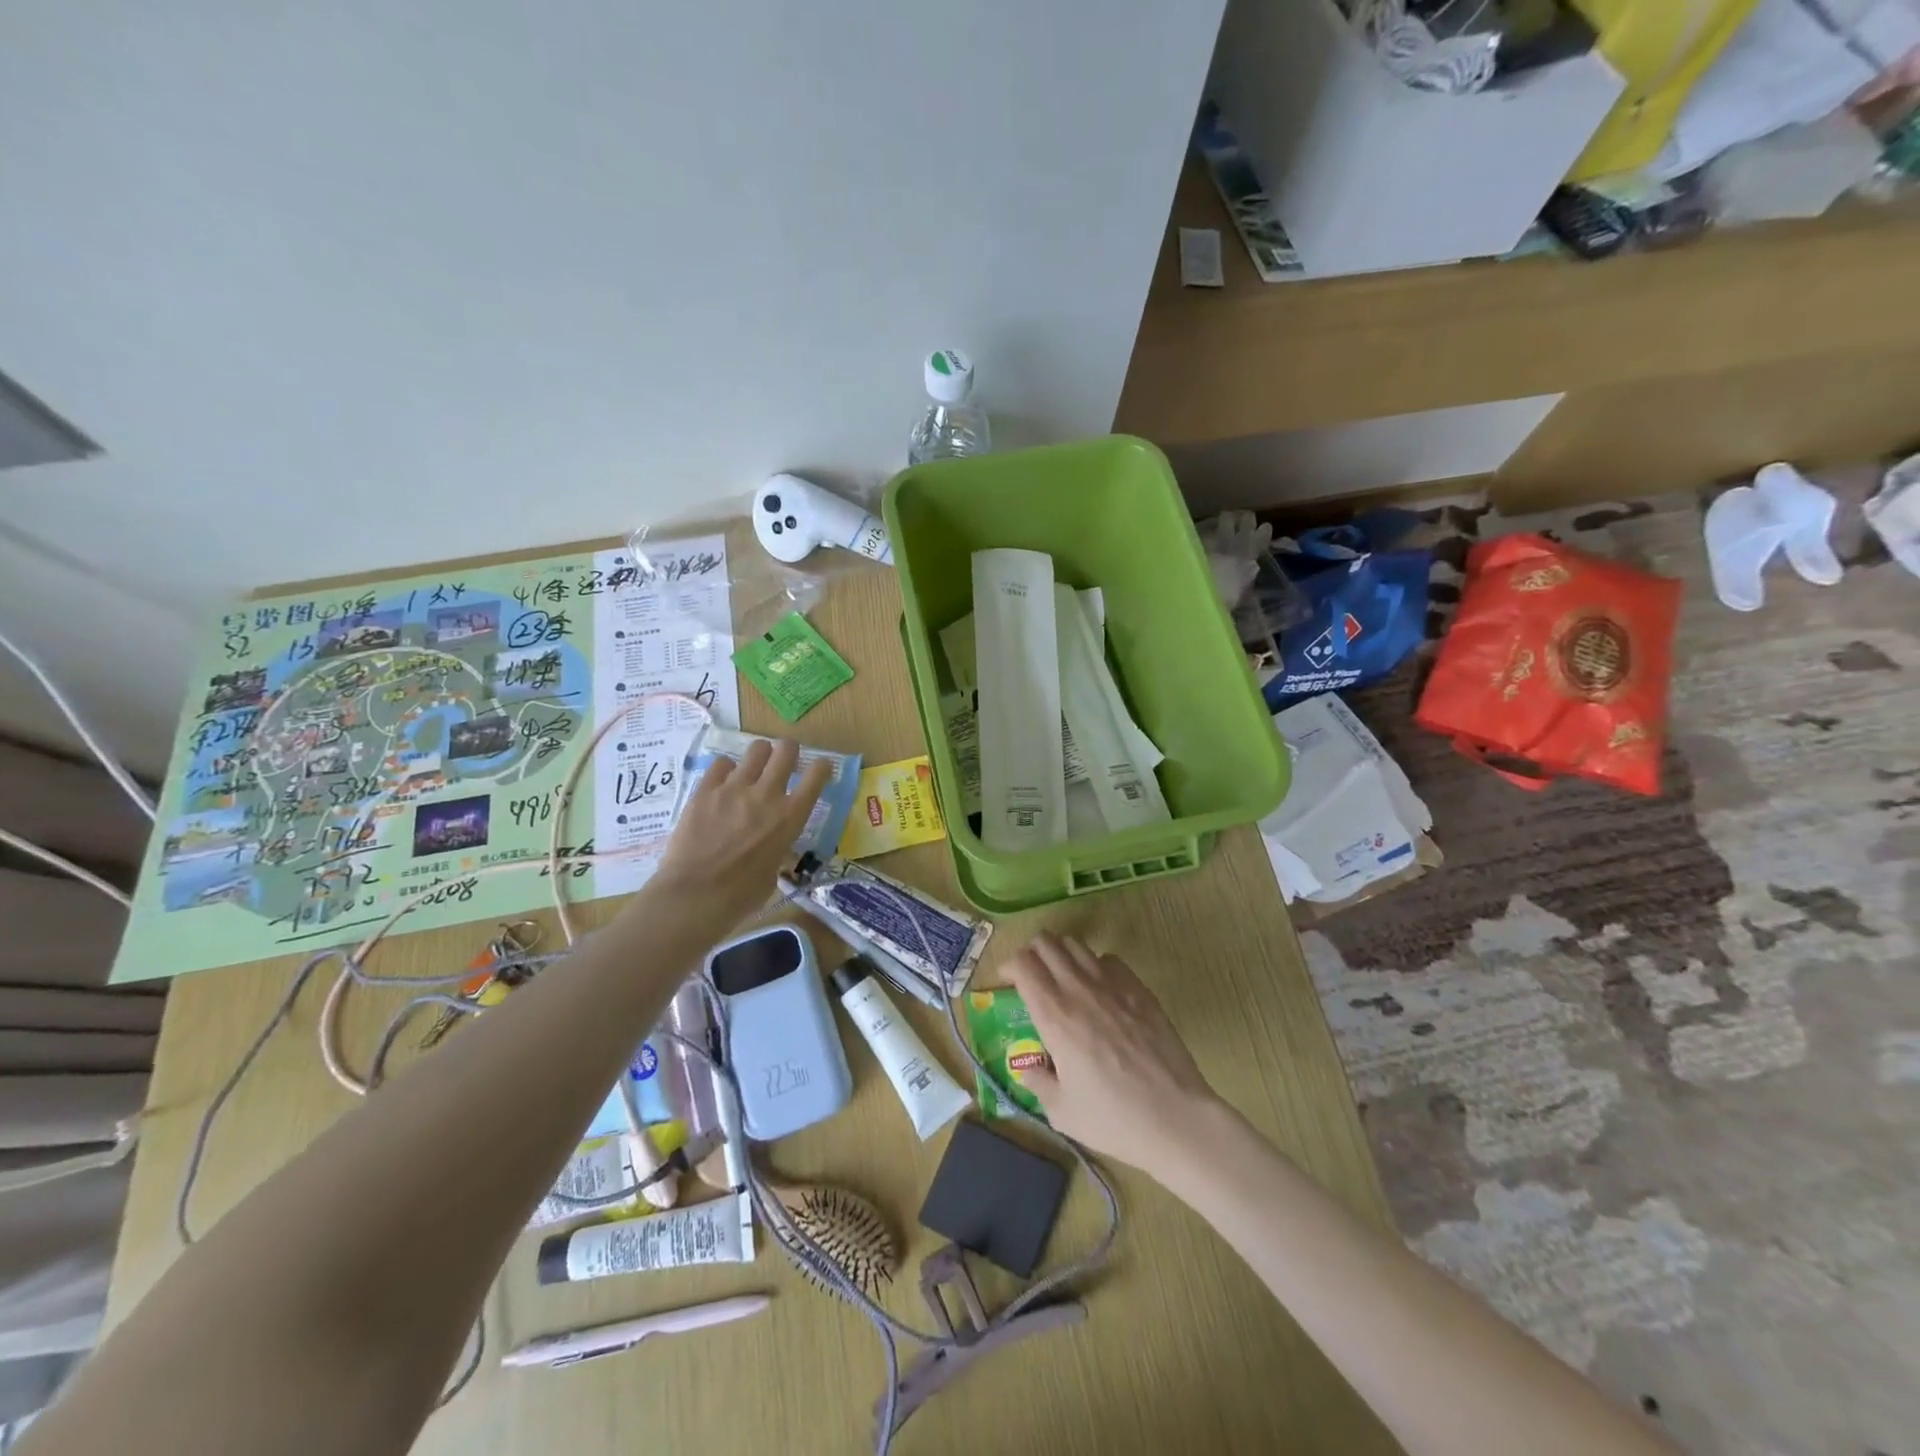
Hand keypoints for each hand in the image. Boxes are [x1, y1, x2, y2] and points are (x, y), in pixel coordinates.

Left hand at [649, 737, 830, 930]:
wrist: (695, 896)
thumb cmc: (742, 895)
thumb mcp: (774, 870)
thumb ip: (779, 846)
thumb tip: (774, 842)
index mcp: (790, 816)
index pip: (817, 775)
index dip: (821, 767)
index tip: (819, 769)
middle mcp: (767, 794)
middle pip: (786, 750)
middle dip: (789, 752)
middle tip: (784, 762)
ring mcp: (734, 788)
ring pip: (756, 749)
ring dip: (760, 756)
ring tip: (753, 769)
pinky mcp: (705, 790)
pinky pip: (721, 764)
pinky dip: (727, 770)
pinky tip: (723, 783)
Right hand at [1005, 933, 1221, 1177]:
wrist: (1174, 1117)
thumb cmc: (1113, 1118)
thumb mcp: (1061, 1111)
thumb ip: (1038, 1082)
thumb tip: (1028, 1068)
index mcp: (1054, 1015)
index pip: (1022, 963)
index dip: (1009, 965)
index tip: (1006, 982)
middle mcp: (1079, 989)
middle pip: (1047, 942)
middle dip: (1031, 952)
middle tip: (1030, 975)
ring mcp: (1113, 984)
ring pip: (1077, 944)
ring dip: (1061, 953)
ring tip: (1061, 976)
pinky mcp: (1139, 988)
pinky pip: (1109, 959)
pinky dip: (1095, 965)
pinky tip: (1098, 989)